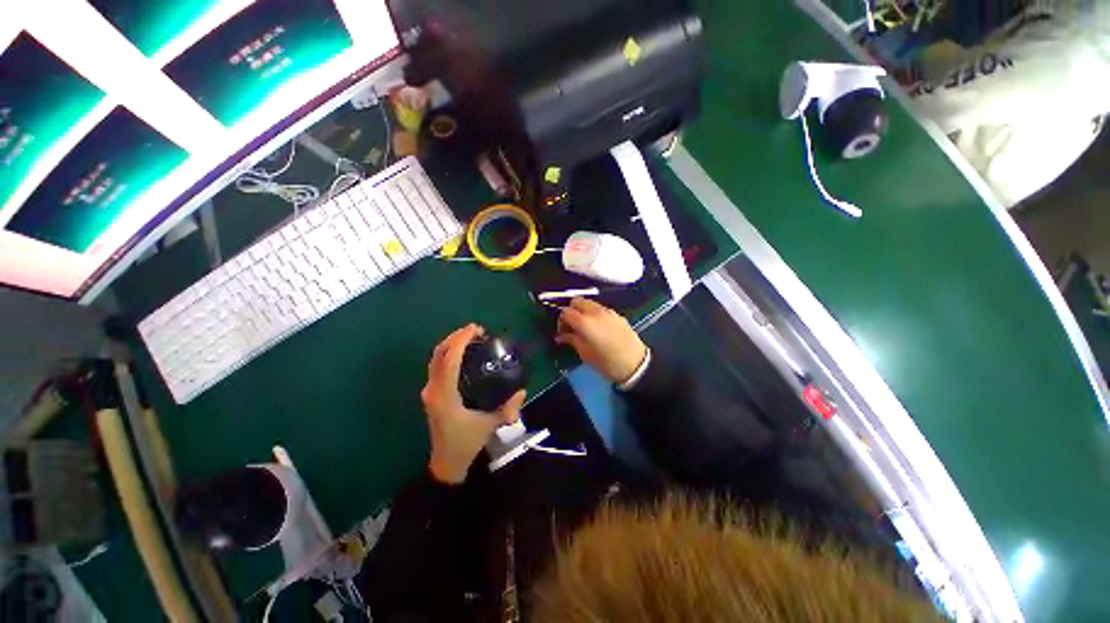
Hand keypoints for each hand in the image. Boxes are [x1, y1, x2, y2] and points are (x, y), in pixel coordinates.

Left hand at [421, 324, 525, 483]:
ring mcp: (429, 391)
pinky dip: (449, 353)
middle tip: (476, 329)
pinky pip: (437, 365)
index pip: (449, 360)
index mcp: (444, 395)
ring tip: (471, 336)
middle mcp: (433, 389)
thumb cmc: (466, 443)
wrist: (447, 462)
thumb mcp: (490, 425)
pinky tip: (463, 352)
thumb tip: (522, 390)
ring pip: (435, 358)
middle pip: (439, 354)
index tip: (476, 329)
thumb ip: (508, 408)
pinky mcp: (431, 393)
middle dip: (456, 337)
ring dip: (451, 343)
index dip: (461, 341)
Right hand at [556, 298, 647, 383]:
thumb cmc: (606, 363)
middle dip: (571, 311)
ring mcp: (608, 311)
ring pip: (589, 303)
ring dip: (583, 311)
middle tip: (572, 326)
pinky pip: (601, 309)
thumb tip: (561, 336)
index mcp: (585, 322)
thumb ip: (571, 340)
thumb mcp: (585, 354)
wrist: (636, 365)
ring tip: (585, 327)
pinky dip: (594, 314)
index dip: (561, 321)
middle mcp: (595, 312)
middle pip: (577, 301)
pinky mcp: (617, 315)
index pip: (566, 312)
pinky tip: (598, 328)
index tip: (562, 332)